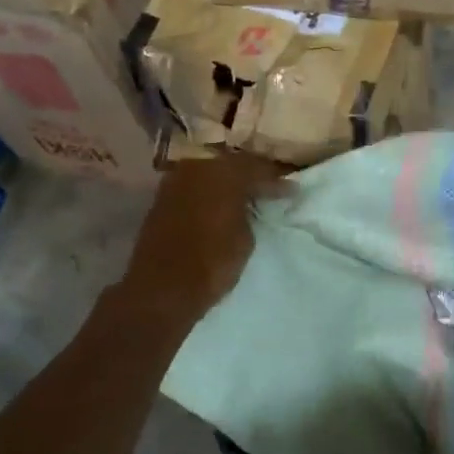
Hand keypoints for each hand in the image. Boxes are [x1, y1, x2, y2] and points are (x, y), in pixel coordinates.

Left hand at [119, 154, 286, 323]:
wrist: (162, 288)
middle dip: (250, 175)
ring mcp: (175, 181)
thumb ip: (249, 212)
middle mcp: (197, 168)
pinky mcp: (161, 198)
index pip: (257, 167)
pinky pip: (193, 187)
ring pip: (209, 173)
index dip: (276, 179)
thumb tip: (249, 204)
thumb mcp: (245, 238)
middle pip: (231, 165)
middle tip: (268, 187)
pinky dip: (208, 192)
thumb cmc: (212, 264)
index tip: (292, 189)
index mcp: (223, 173)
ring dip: (226, 182)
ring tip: (244, 196)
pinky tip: (219, 204)